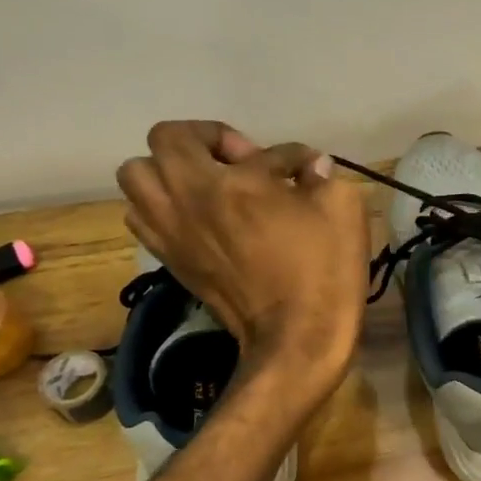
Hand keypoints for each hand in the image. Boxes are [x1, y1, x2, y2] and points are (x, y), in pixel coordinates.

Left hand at [118, 122, 369, 395]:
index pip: (251, 148)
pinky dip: (162, 208)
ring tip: (207, 190)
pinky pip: (143, 218)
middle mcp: (185, 200)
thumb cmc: (323, 270)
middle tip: (240, 167)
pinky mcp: (170, 261)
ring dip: (169, 173)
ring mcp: (170, 233)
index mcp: (228, 182)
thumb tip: (312, 167)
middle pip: (164, 142)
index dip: (284, 153)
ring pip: (137, 178)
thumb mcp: (343, 208)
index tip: (304, 171)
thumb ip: (323, 175)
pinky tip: (198, 220)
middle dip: (202, 142)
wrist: (298, 338)